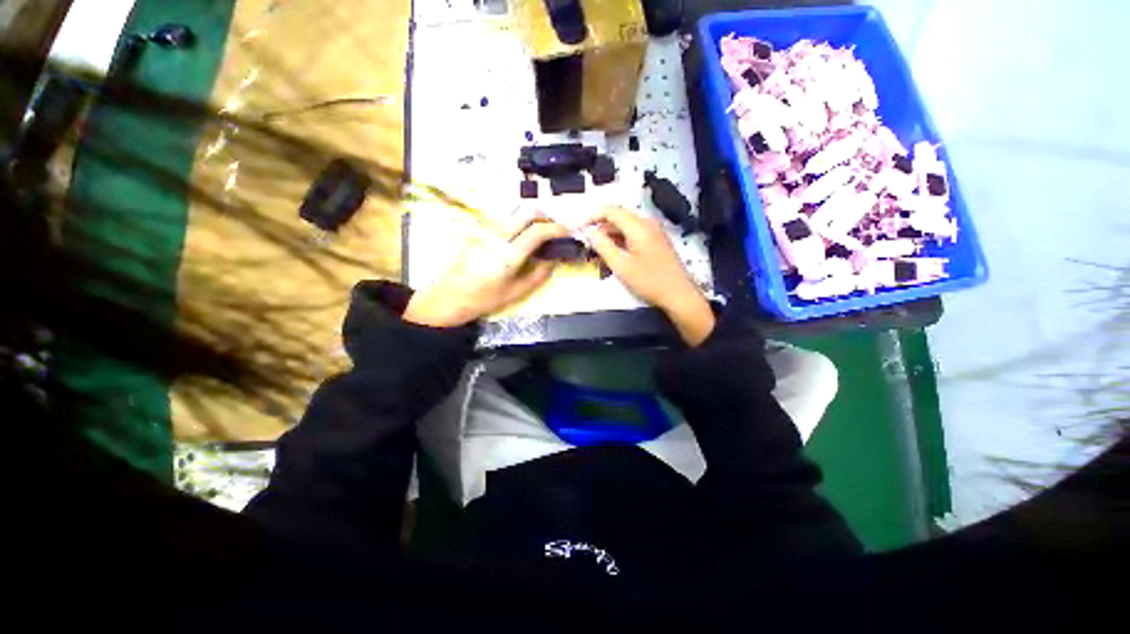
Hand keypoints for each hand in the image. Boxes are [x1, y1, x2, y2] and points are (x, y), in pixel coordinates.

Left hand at [404, 219, 568, 327]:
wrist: (449, 296)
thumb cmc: (484, 299)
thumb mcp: (516, 292)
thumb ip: (539, 274)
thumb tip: (554, 259)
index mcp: (508, 254)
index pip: (538, 231)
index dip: (557, 228)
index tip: (569, 230)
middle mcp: (497, 236)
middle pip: (527, 211)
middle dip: (546, 216)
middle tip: (556, 228)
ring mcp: (486, 230)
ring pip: (516, 212)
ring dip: (533, 217)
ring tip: (542, 232)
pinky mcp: (479, 230)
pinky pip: (505, 219)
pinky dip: (520, 222)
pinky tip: (522, 237)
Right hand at [585, 207, 714, 345]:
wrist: (679, 295)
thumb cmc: (649, 281)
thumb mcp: (621, 265)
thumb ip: (602, 245)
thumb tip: (587, 231)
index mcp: (638, 226)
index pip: (610, 210)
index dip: (592, 217)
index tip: (579, 230)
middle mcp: (647, 223)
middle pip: (618, 218)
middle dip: (600, 229)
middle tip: (587, 245)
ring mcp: (653, 232)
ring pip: (625, 228)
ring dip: (610, 237)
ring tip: (599, 255)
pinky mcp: (656, 242)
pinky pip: (633, 235)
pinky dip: (621, 243)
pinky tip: (614, 257)